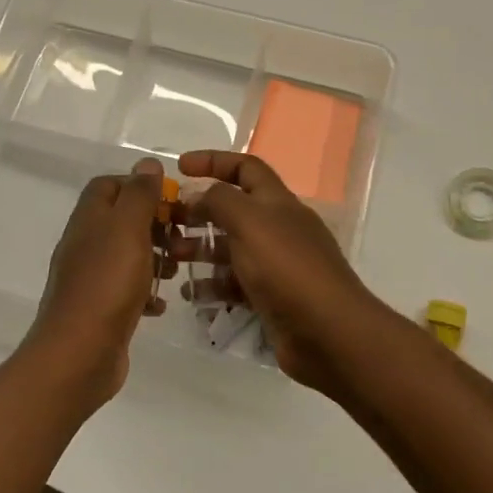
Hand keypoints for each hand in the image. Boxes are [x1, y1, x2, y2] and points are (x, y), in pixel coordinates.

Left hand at [24, 157, 171, 403]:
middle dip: (155, 225)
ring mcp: (91, 278)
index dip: (139, 186)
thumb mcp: (128, 229)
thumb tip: (146, 163)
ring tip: (177, 270)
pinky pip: (127, 291)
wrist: (79, 353)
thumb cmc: (107, 283)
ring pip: (128, 255)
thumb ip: (139, 194)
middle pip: (122, 220)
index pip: (109, 186)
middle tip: (182, 238)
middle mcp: (86, 244)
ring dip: (155, 258)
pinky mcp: (100, 309)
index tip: (170, 200)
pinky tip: (160, 304)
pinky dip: (146, 293)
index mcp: (89, 219)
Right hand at [172, 150, 387, 394]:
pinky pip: (235, 284)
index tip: (180, 167)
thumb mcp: (250, 222)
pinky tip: (191, 294)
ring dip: (200, 250)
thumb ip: (220, 200)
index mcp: (277, 202)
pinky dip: (212, 285)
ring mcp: (275, 265)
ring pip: (231, 249)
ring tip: (171, 259)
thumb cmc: (286, 267)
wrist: (327, 331)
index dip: (213, 161)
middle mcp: (277, 228)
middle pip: (233, 210)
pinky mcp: (270, 298)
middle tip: (166, 222)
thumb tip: (197, 194)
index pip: (245, 168)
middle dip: (198, 212)